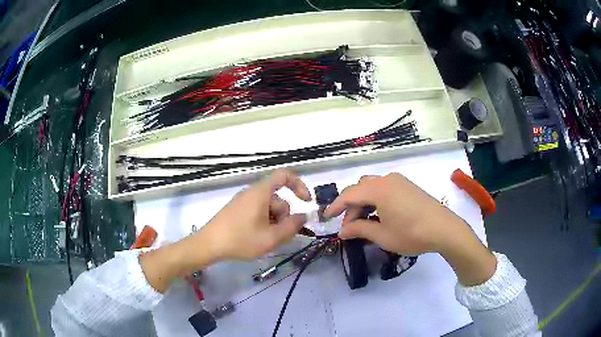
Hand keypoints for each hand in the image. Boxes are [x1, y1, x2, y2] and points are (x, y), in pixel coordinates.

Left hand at [198, 169, 311, 260]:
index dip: (299, 185)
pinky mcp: (237, 210)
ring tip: (266, 241)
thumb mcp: (271, 238)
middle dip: (284, 217)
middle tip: (280, 237)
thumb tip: (304, 216)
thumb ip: (292, 227)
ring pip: (268, 208)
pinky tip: (257, 239)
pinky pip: (258, 212)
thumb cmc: (241, 239)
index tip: (306, 202)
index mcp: (261, 192)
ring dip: (274, 223)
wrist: (209, 244)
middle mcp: (252, 192)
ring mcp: (243, 201)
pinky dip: (264, 224)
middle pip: (278, 199)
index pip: (284, 176)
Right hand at [324, 173, 496, 285]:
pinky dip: (376, 200)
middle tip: (349, 226)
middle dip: (351, 206)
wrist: (444, 229)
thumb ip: (359, 230)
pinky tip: (380, 216)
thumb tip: (342, 231)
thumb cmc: (411, 234)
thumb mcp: (382, 235)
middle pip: (360, 189)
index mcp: (378, 190)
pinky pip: (385, 188)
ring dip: (364, 203)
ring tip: (365, 223)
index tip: (326, 218)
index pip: (349, 195)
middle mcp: (387, 180)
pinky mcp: (408, 186)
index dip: (335, 206)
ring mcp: (399, 181)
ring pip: (372, 187)